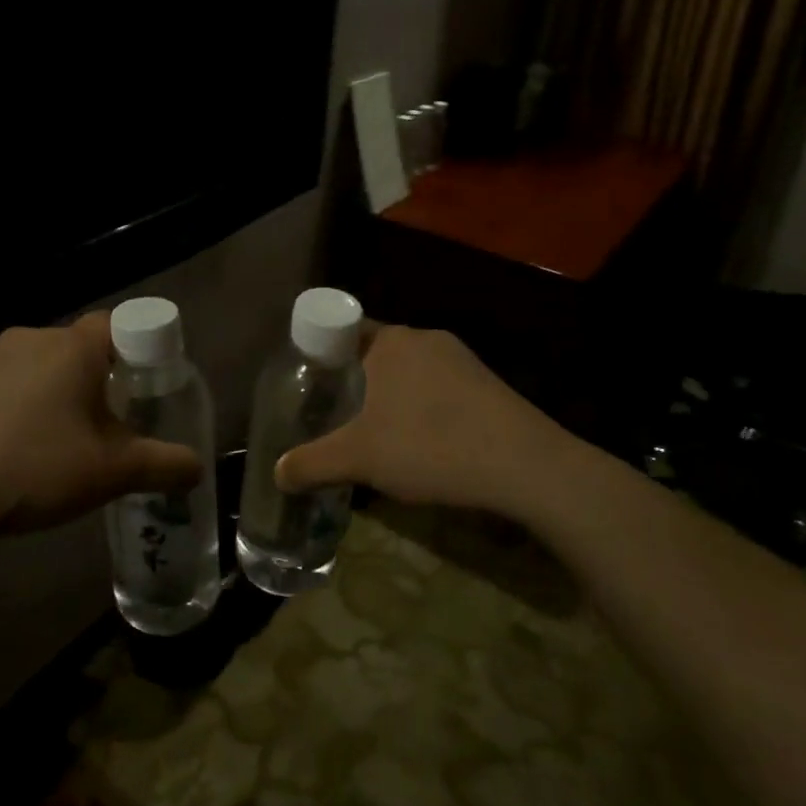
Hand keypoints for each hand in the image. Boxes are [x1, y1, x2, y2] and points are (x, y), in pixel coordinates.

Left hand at [0, 314, 202, 535]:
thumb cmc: (36, 468)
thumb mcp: (113, 472)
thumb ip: (165, 465)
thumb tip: (198, 468)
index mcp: (73, 346)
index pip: (121, 324)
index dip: (142, 350)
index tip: (148, 387)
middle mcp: (33, 337)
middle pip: (84, 348)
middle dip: (104, 379)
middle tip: (115, 424)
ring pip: (46, 366)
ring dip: (63, 393)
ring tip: (68, 441)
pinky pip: (13, 383)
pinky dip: (28, 404)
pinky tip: (24, 447)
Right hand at [275, 325, 564, 516]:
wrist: (527, 467)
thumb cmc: (431, 446)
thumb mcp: (360, 458)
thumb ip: (312, 464)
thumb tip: (277, 473)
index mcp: (391, 341)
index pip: (341, 332)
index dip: (319, 357)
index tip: (307, 389)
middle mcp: (425, 338)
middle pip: (373, 354)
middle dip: (352, 383)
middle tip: (333, 418)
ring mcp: (462, 359)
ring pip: (408, 373)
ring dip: (389, 399)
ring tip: (375, 437)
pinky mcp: (487, 384)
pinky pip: (438, 389)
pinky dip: (422, 410)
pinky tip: (423, 446)